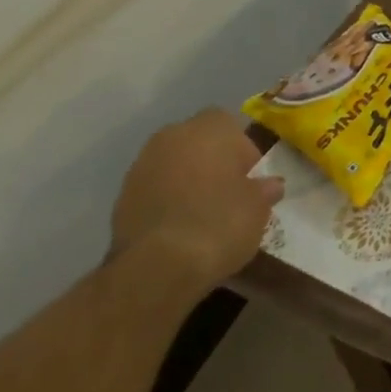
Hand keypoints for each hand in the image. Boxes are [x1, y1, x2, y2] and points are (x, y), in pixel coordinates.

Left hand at [112, 109, 282, 291]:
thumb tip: (269, 185)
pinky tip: (179, 228)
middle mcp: (172, 137)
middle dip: (212, 161)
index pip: (230, 125)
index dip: (242, 150)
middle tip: (228, 193)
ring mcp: (141, 166)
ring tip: (202, 213)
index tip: (249, 178)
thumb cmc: (220, 222)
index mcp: (210, 129)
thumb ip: (264, 189)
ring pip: (173, 165)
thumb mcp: (259, 207)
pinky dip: (166, 201)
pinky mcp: (121, 197)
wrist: (158, 266)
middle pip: (197, 142)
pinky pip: (154, 189)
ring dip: (186, 181)